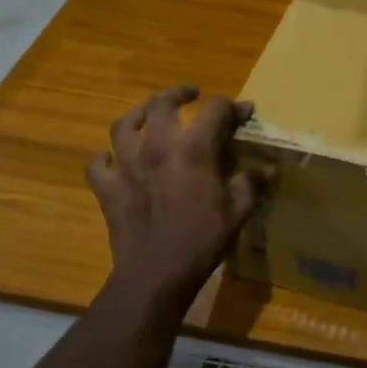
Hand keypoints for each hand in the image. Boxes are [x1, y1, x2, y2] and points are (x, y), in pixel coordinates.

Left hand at [88, 86, 258, 302]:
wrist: (156, 273)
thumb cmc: (202, 240)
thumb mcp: (239, 211)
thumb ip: (252, 182)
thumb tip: (268, 167)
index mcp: (192, 148)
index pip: (215, 110)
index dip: (233, 107)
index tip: (245, 113)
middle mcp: (155, 146)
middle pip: (162, 104)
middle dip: (180, 94)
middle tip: (192, 96)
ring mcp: (125, 164)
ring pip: (124, 124)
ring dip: (139, 114)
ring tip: (149, 116)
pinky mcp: (106, 187)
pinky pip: (98, 162)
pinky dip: (106, 156)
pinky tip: (115, 158)